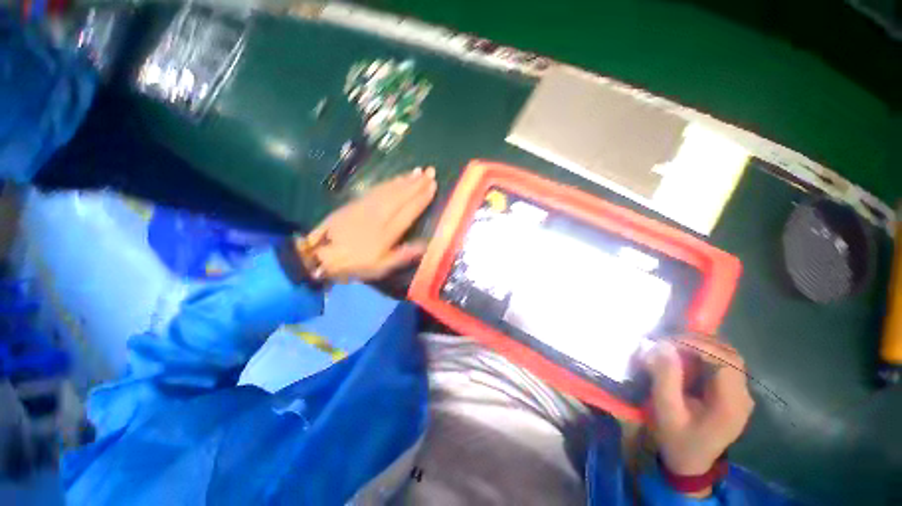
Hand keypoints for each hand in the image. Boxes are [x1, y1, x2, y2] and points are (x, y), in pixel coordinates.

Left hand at [299, 167, 436, 280]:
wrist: (319, 253)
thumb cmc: (354, 263)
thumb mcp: (381, 267)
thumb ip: (404, 255)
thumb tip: (426, 245)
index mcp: (388, 231)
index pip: (410, 210)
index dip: (422, 198)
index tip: (433, 186)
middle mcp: (380, 214)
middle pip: (402, 195)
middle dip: (418, 183)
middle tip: (431, 172)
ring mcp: (367, 205)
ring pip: (391, 189)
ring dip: (406, 179)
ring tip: (418, 171)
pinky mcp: (357, 201)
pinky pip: (377, 188)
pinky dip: (390, 181)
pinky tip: (397, 178)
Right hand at [644, 336, 754, 476]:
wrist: (690, 461)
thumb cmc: (677, 438)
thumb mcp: (666, 410)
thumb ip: (665, 377)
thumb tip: (663, 345)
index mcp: (731, 405)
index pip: (726, 362)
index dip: (699, 345)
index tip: (669, 341)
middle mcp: (743, 396)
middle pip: (730, 355)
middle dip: (699, 342)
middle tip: (669, 340)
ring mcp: (741, 394)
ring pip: (728, 356)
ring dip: (702, 345)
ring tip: (675, 345)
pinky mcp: (733, 392)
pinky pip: (723, 363)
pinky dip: (703, 353)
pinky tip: (685, 355)